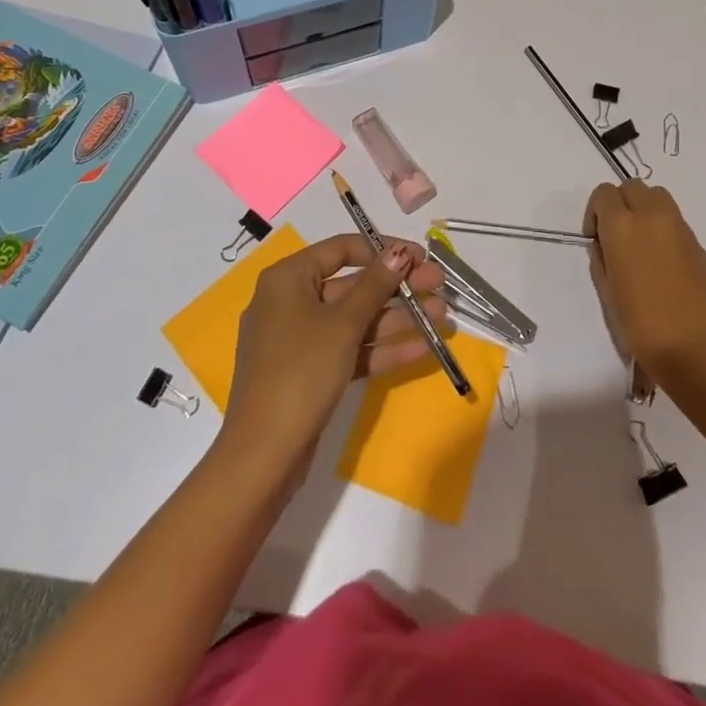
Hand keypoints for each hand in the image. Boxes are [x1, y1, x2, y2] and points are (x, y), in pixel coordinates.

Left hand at [223, 234, 450, 474]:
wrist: (263, 455)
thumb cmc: (301, 371)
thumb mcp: (343, 324)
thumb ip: (375, 285)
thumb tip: (399, 252)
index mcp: (288, 279)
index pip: (341, 249)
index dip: (383, 250)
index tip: (420, 256)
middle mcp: (291, 302)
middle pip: (353, 286)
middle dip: (398, 288)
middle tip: (439, 286)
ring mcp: (301, 340)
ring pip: (356, 320)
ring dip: (398, 318)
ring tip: (442, 318)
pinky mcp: (311, 372)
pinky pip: (350, 349)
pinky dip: (382, 348)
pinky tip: (423, 348)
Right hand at [586, 181, 705, 385]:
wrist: (696, 348)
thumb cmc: (641, 325)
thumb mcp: (607, 291)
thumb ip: (601, 258)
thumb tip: (605, 245)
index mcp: (622, 226)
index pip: (603, 193)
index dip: (595, 212)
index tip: (596, 238)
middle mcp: (651, 216)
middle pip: (632, 186)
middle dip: (620, 203)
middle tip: (617, 236)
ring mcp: (679, 227)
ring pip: (657, 196)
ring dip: (644, 209)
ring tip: (641, 244)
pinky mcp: (697, 242)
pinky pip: (674, 220)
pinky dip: (663, 227)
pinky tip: (662, 261)